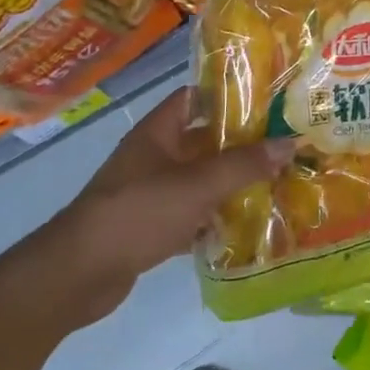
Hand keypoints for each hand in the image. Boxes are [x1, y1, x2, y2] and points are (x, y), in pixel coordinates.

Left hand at [33, 88, 293, 327]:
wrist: (77, 275)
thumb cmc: (137, 213)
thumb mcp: (197, 184)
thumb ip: (244, 164)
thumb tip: (291, 143)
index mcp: (158, 132)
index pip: (196, 98)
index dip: (229, 94)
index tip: (270, 99)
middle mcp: (155, 156)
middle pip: (206, 140)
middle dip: (243, 143)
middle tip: (287, 144)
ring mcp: (153, 192)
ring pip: (203, 179)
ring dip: (234, 182)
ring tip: (280, 181)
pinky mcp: (153, 226)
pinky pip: (195, 213)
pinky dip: (218, 217)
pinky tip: (251, 223)